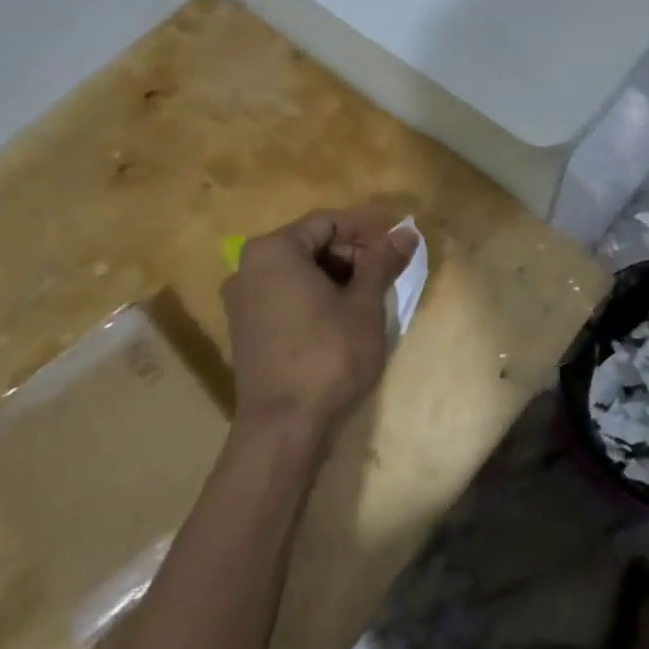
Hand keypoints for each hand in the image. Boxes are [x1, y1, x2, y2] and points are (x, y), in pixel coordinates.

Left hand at [221, 206, 417, 436]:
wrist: (283, 426)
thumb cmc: (328, 355)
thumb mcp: (364, 305)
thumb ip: (382, 262)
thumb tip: (406, 232)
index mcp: (274, 251)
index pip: (327, 222)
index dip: (366, 229)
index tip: (396, 244)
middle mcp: (248, 267)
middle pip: (309, 244)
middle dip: (351, 253)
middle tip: (386, 272)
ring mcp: (242, 300)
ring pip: (297, 272)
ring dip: (335, 276)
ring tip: (369, 296)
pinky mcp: (245, 329)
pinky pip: (284, 296)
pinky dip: (314, 296)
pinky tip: (341, 317)